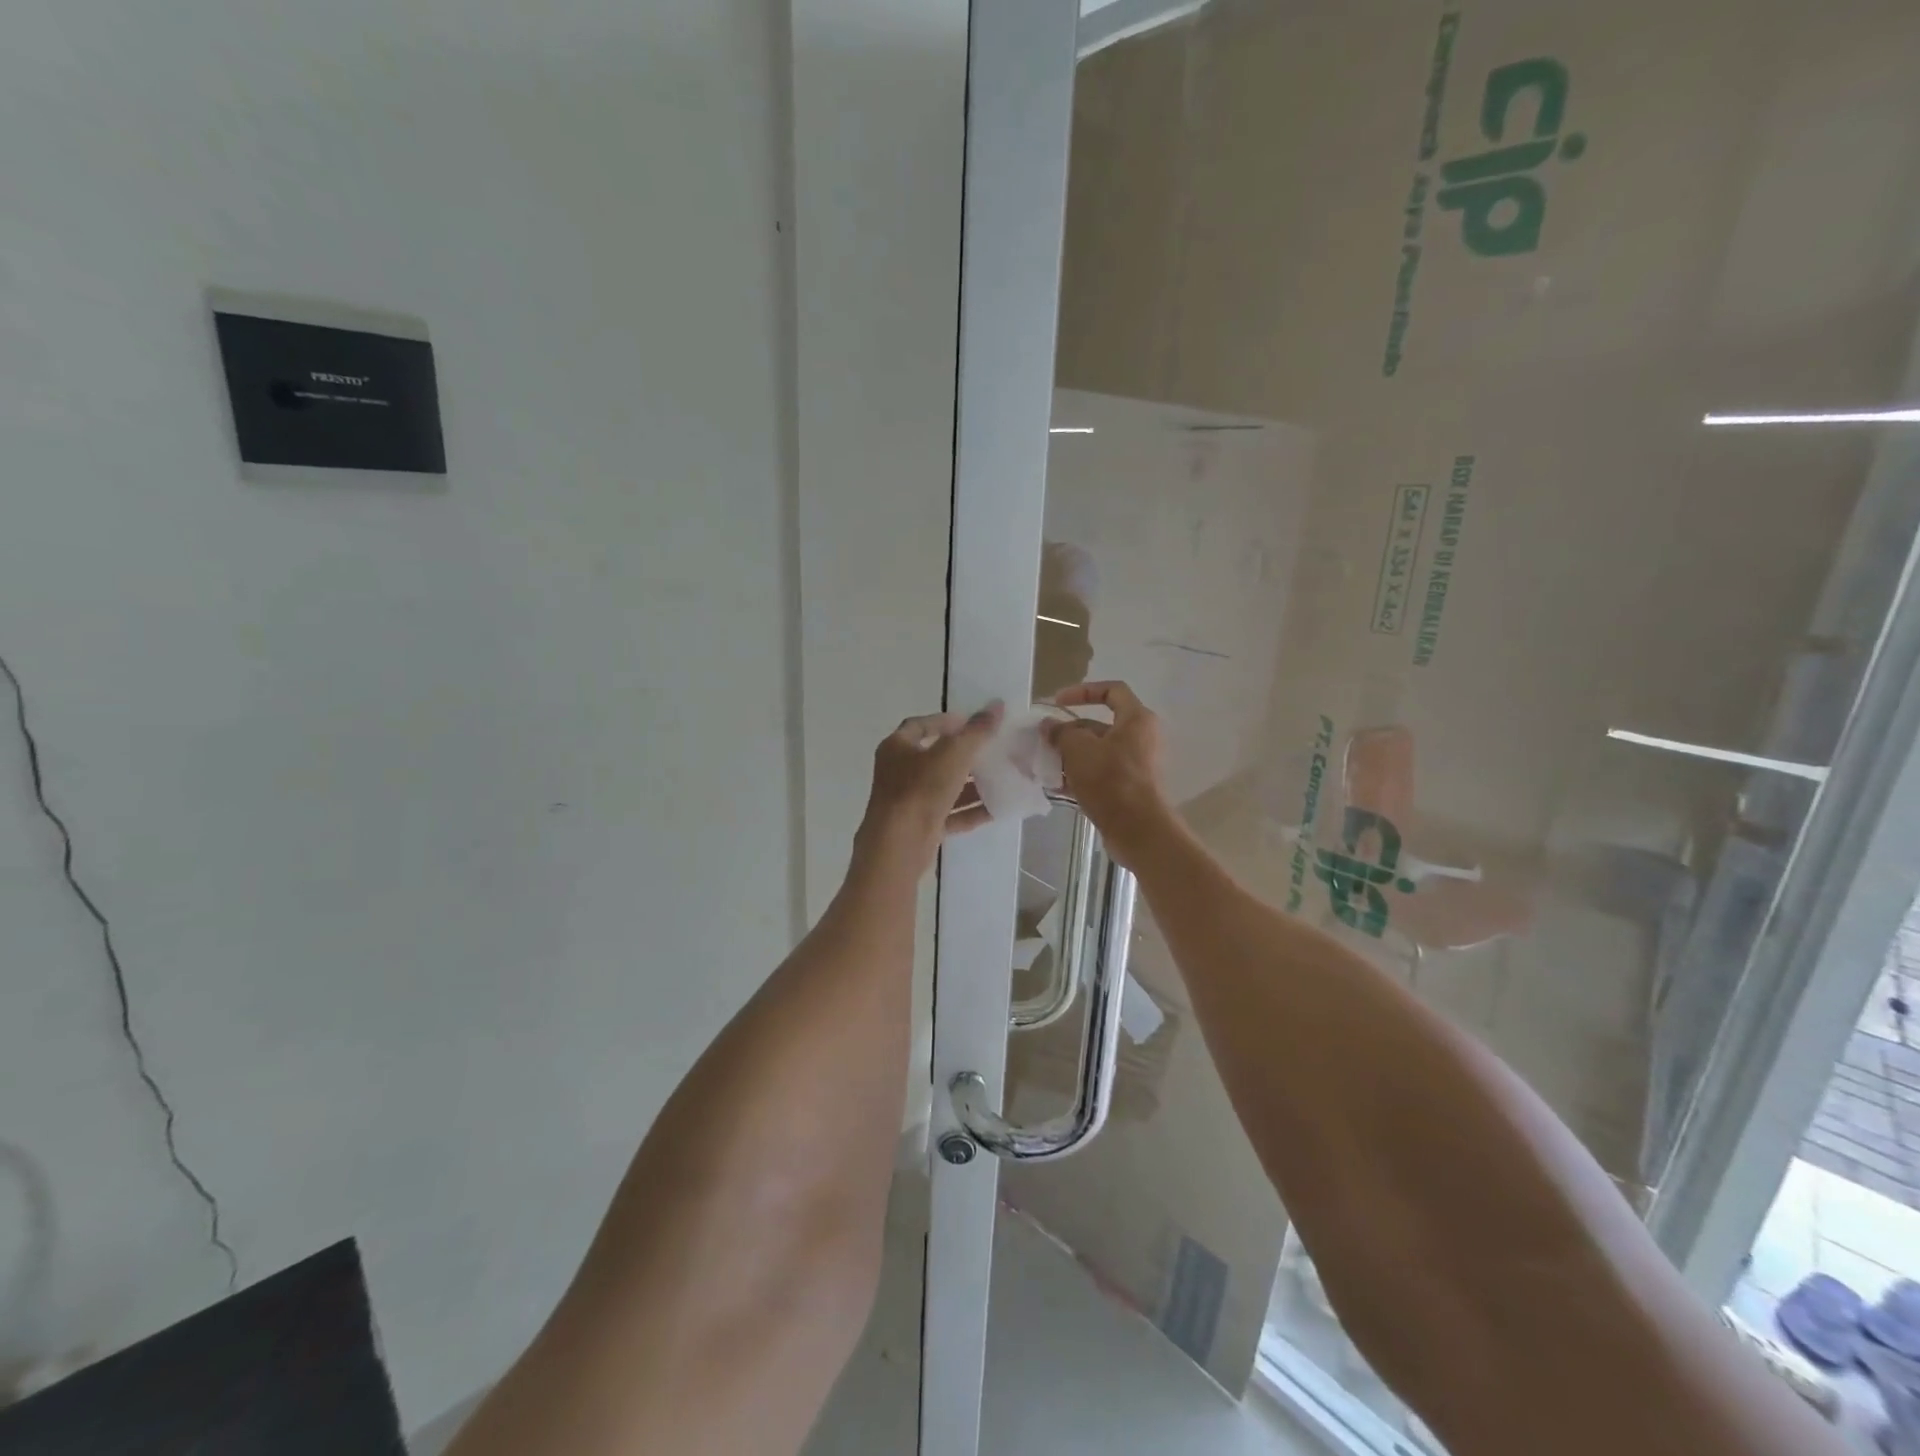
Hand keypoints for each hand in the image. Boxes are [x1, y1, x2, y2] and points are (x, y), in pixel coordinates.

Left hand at [854, 702, 1003, 876]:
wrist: (898, 846)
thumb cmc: (920, 790)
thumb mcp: (953, 754)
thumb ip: (976, 731)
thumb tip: (997, 705)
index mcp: (896, 747)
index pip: (921, 725)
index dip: (946, 721)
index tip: (973, 723)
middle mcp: (898, 772)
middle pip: (935, 757)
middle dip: (965, 755)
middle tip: (993, 751)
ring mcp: (908, 801)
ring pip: (944, 787)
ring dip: (971, 784)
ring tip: (1001, 779)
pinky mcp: (919, 827)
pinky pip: (949, 814)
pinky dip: (969, 811)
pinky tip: (996, 809)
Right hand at [1042, 681, 1172, 868]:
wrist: (1138, 829)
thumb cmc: (1111, 779)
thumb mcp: (1079, 749)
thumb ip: (1061, 732)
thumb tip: (1049, 726)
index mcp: (1136, 719)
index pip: (1112, 690)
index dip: (1082, 691)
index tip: (1057, 702)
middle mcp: (1140, 738)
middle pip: (1099, 725)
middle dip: (1069, 731)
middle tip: (1044, 740)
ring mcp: (1135, 764)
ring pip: (1097, 751)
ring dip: (1070, 755)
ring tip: (1044, 764)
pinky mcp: (1128, 788)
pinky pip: (1099, 773)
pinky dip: (1079, 775)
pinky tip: (1055, 785)